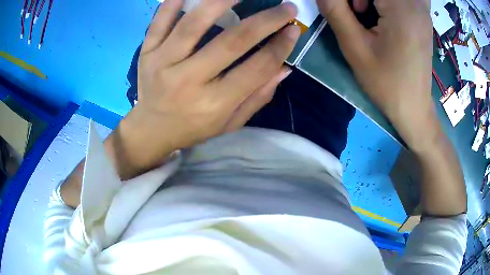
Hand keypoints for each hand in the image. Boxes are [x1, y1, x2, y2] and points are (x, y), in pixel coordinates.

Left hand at [119, 0, 299, 175]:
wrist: (151, 129)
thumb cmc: (193, 128)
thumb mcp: (229, 123)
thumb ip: (257, 97)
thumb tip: (284, 68)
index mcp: (213, 104)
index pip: (256, 68)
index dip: (280, 46)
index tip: (294, 29)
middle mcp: (188, 82)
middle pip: (231, 41)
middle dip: (265, 21)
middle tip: (286, 7)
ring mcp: (162, 64)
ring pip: (193, 23)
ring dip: (222, 1)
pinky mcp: (147, 53)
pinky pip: (159, 22)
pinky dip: (174, 2)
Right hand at [317, 0, 434, 150]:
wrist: (413, 107)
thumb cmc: (386, 82)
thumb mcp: (355, 47)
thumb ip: (335, 10)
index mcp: (400, 6)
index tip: (345, 11)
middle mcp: (415, 2)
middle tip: (358, 13)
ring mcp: (422, 8)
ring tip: (368, 14)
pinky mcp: (423, 15)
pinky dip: (386, 2)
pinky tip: (384, 14)